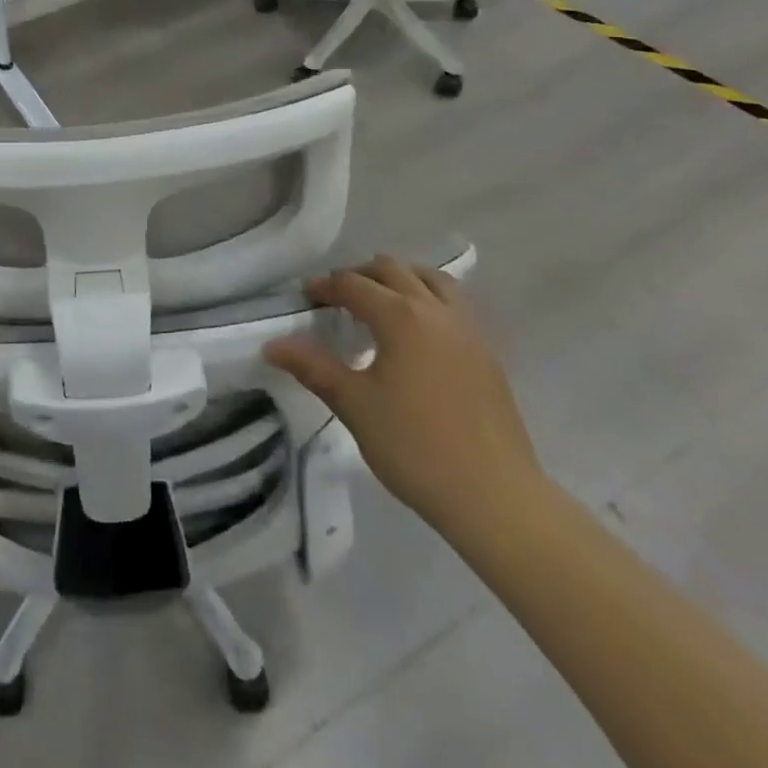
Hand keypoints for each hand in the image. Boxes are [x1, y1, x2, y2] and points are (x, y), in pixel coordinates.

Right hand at [264, 257, 541, 533]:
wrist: (496, 498)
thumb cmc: (415, 447)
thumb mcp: (354, 405)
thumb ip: (312, 367)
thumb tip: (272, 345)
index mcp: (401, 317)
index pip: (353, 284)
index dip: (324, 287)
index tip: (305, 299)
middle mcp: (436, 311)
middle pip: (393, 270)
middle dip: (360, 276)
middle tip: (338, 299)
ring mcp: (469, 330)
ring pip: (432, 280)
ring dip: (401, 280)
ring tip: (380, 304)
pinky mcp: (489, 354)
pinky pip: (455, 305)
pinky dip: (430, 300)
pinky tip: (419, 333)